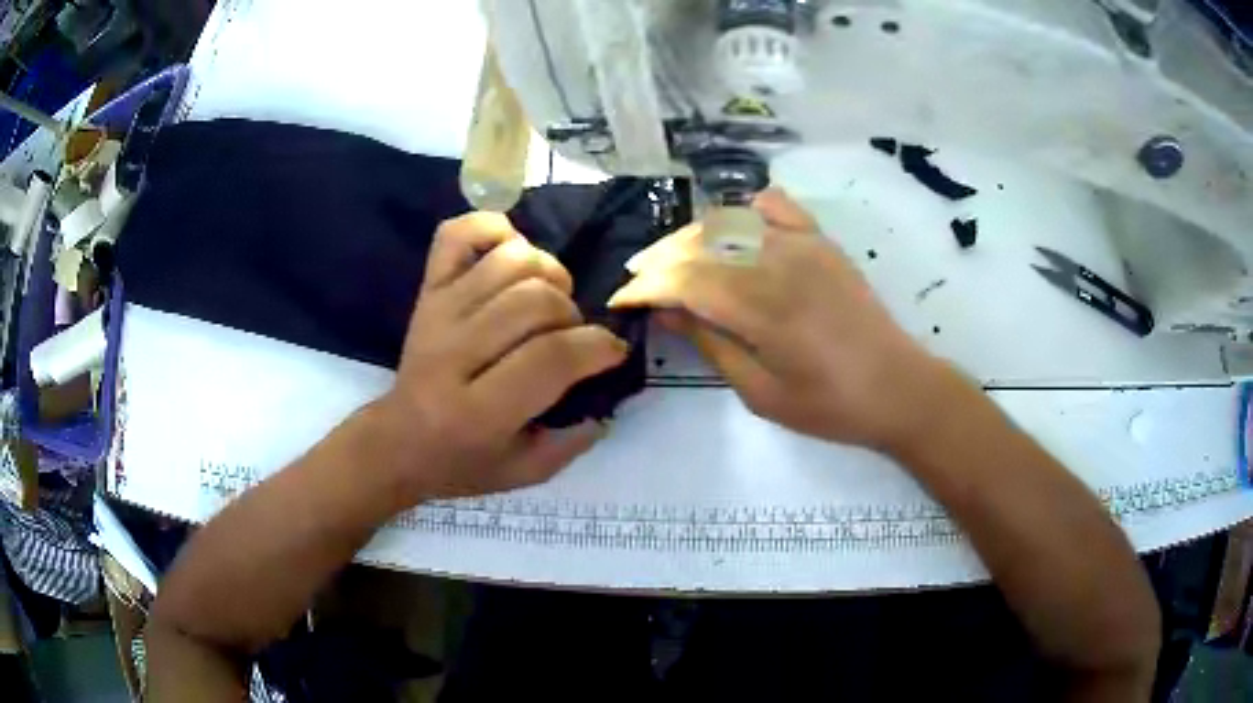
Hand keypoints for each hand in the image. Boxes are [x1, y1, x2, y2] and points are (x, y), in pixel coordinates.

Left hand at [371, 213, 627, 501]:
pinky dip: (493, 228)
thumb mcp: (523, 473)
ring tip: (547, 300)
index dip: (597, 347)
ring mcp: (438, 312)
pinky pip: (457, 234)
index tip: (612, 352)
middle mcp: (454, 354)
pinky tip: (512, 253)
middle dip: (572, 314)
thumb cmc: (461, 463)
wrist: (397, 442)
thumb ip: (572, 443)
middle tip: (571, 335)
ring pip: (510, 261)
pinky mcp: (427, 290)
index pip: (551, 358)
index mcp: (478, 411)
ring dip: (547, 273)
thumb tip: (608, 400)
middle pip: (534, 301)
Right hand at [609, 189, 946, 451]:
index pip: (685, 279)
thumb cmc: (829, 405)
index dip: (646, 286)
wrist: (897, 386)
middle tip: (638, 281)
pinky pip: (774, 206)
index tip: (621, 300)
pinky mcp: (821, 240)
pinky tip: (732, 231)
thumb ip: (711, 344)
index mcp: (764, 307)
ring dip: (692, 236)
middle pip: (701, 243)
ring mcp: (804, 244)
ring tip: (673, 260)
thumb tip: (668, 310)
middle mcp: (780, 262)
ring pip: (729, 220)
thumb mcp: (760, 392)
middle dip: (660, 259)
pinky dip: (743, 211)